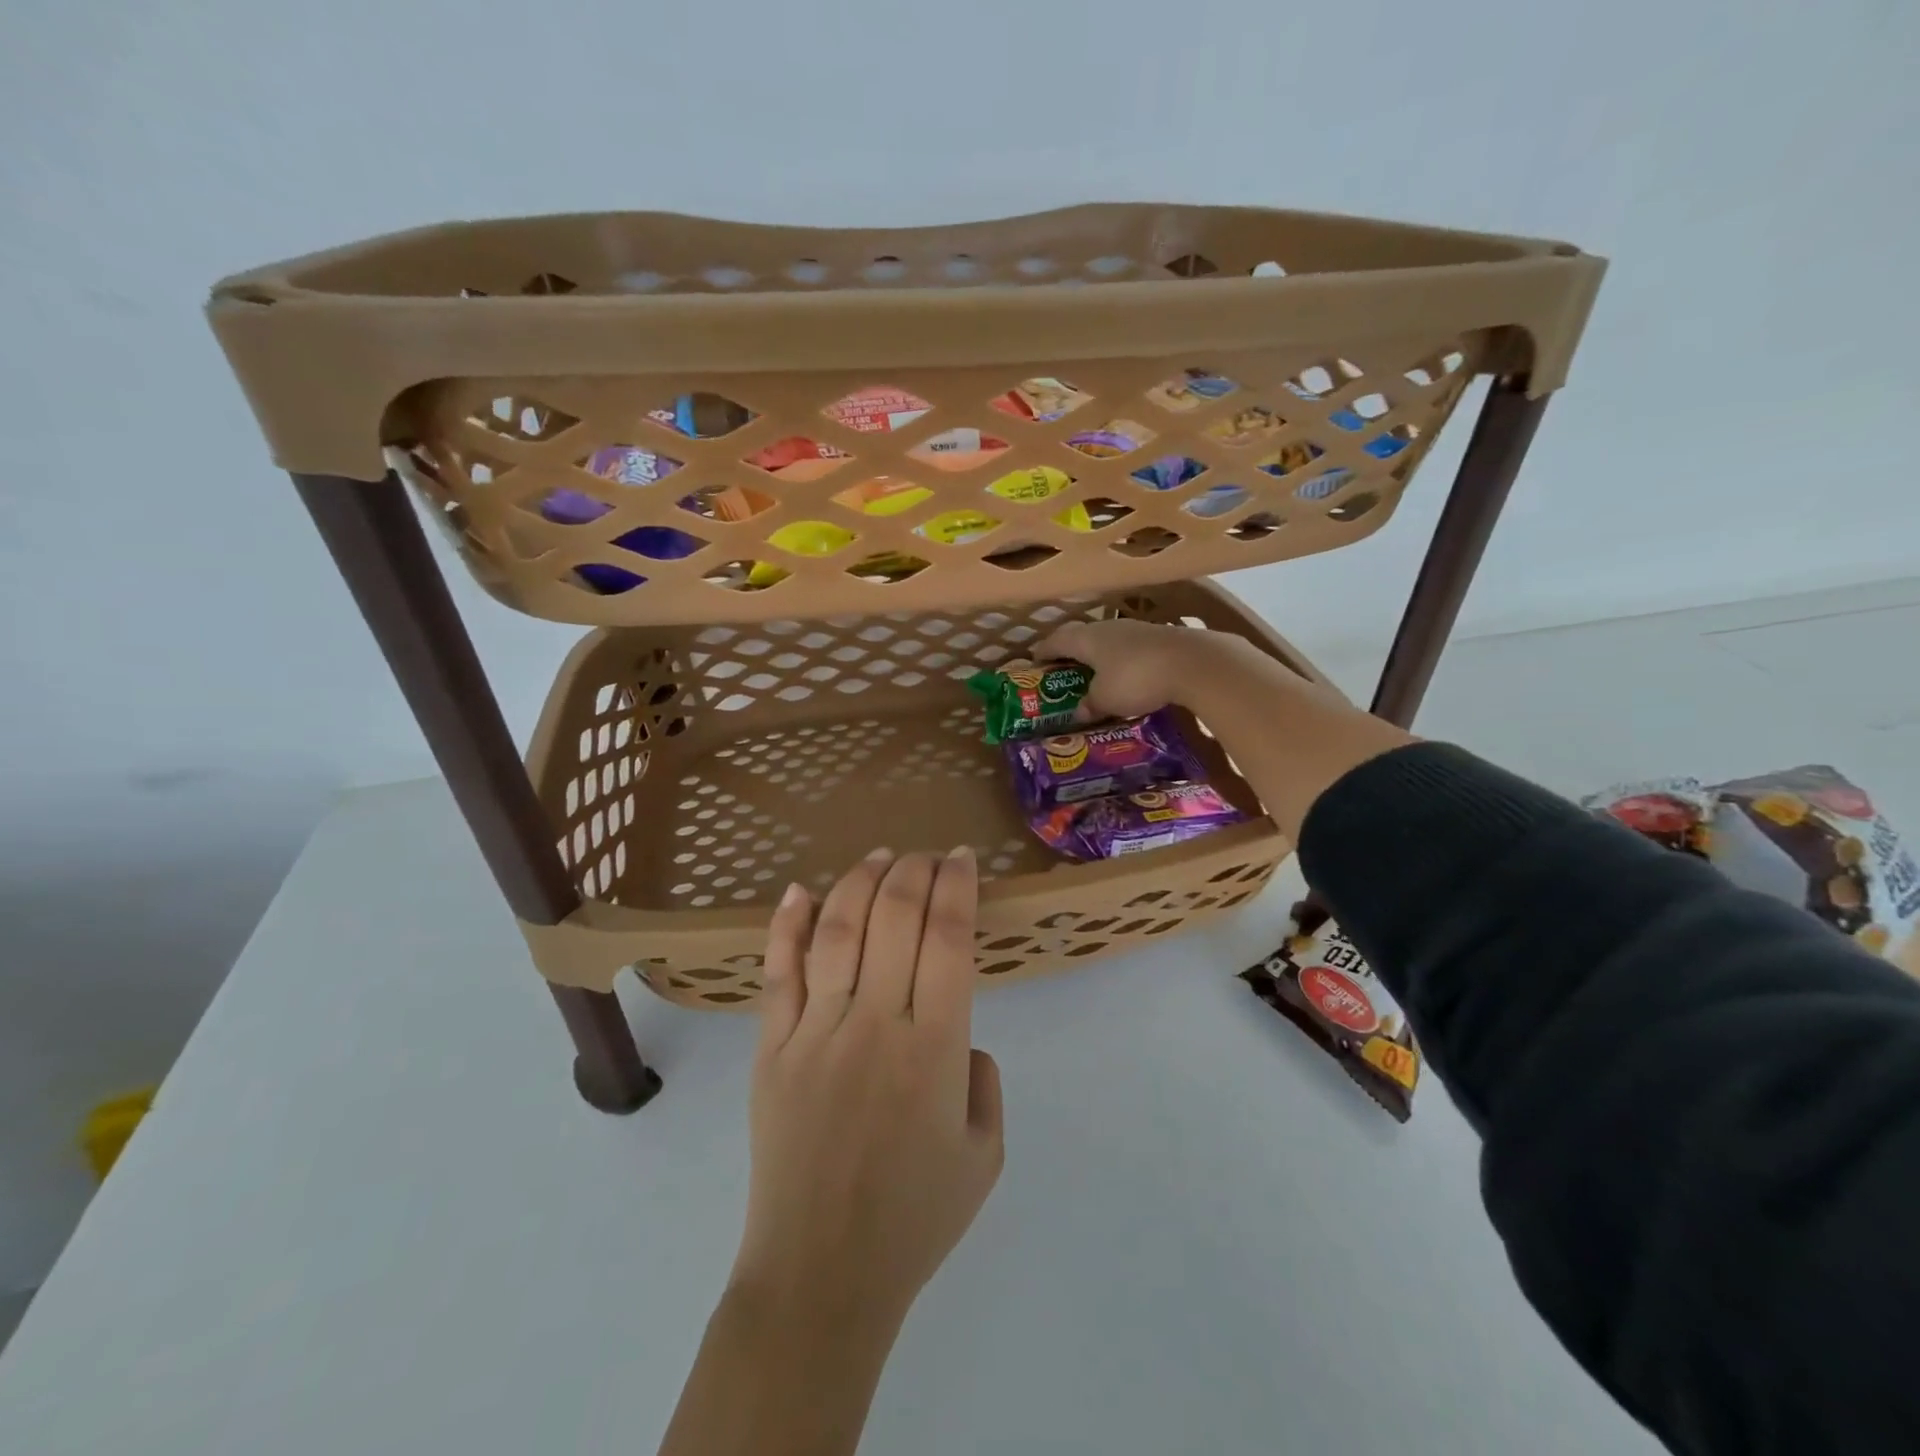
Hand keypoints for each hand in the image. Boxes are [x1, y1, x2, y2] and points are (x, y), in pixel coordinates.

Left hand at [733, 847, 1004, 1330]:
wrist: (821, 1276)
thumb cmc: (913, 1220)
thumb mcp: (985, 1155)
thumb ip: (983, 1081)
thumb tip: (958, 1036)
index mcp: (934, 1048)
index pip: (948, 939)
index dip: (956, 886)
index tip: (961, 860)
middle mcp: (875, 1024)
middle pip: (894, 918)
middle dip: (915, 871)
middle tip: (927, 855)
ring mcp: (816, 1032)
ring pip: (837, 931)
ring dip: (860, 882)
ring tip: (879, 858)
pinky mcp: (771, 1049)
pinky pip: (779, 974)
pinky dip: (787, 926)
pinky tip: (799, 890)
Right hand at [1036, 616, 1245, 718]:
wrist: (1192, 662)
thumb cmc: (1136, 678)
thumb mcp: (1106, 699)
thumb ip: (1089, 704)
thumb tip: (1078, 712)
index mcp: (1086, 639)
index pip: (1055, 641)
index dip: (1042, 653)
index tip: (1033, 663)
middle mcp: (1107, 628)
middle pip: (1080, 637)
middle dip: (1069, 654)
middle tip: (1062, 672)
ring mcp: (1135, 630)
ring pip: (1106, 642)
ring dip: (1096, 657)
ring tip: (1092, 676)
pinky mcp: (1158, 638)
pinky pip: (1128, 649)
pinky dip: (1119, 662)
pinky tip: (1125, 677)